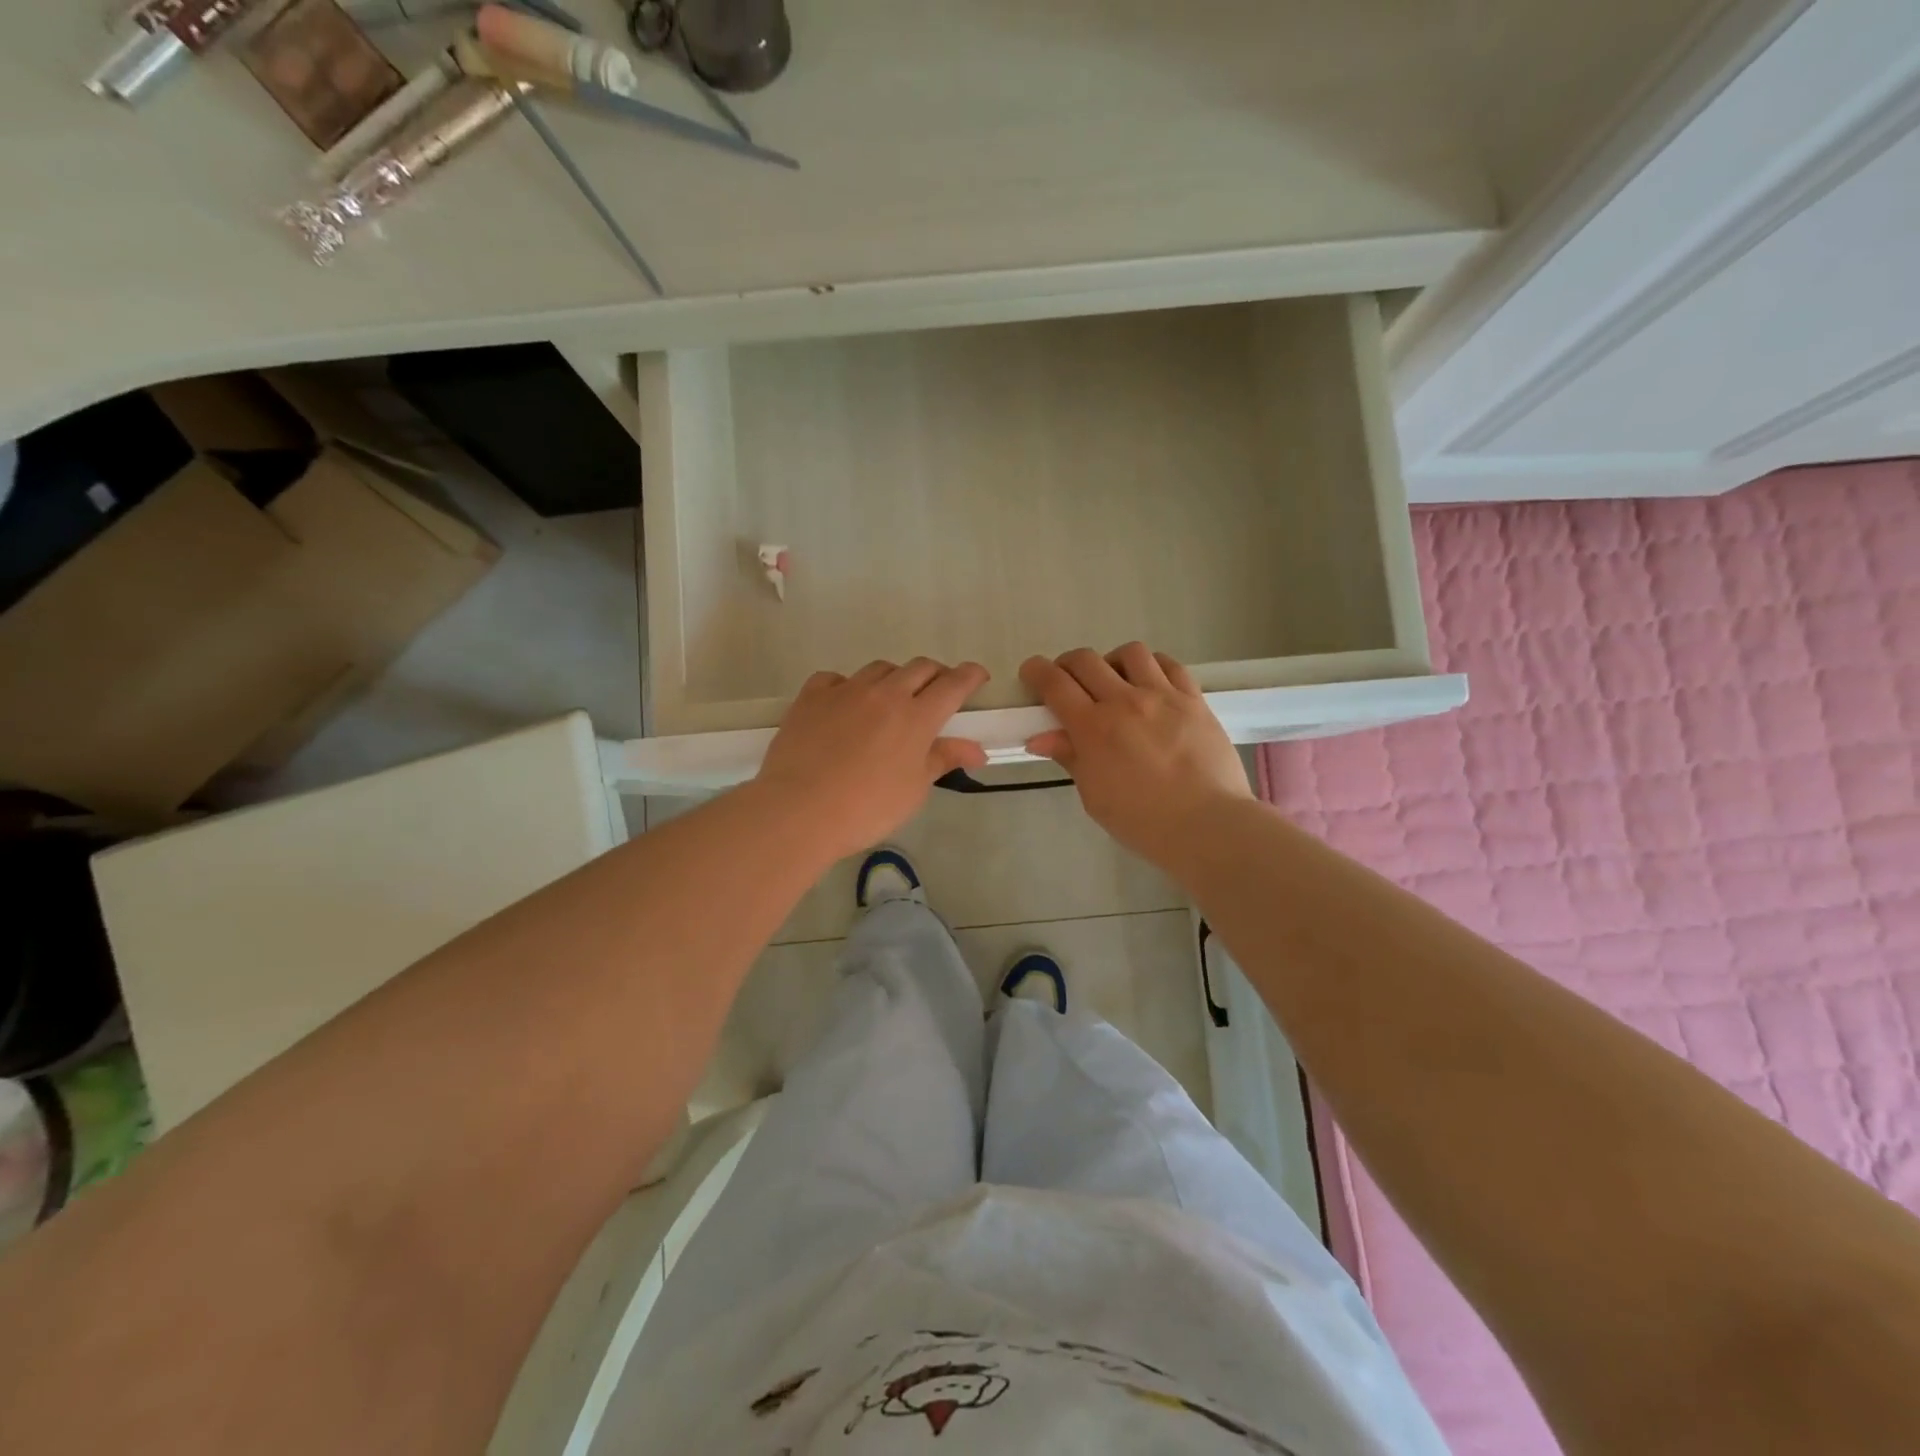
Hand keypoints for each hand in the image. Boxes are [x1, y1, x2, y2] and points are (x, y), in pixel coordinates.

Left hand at [755, 658, 989, 861]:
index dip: (970, 676)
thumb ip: (944, 760)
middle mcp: (884, 694)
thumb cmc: (866, 808)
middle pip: (920, 668)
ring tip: (892, 701)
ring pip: (880, 669)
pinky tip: (845, 705)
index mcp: (916, 717)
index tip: (978, 677)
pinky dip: (848, 686)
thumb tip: (977, 750)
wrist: (799, 810)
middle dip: (936, 675)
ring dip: (895, 678)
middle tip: (938, 693)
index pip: (953, 684)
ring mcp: (845, 691)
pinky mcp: (811, 697)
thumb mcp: (914, 789)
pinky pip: (836, 679)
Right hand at [1021, 643, 1251, 861]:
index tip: (1031, 673)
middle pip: (1085, 661)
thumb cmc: (1142, 821)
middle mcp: (1125, 701)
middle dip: (1067, 665)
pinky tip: (1150, 683)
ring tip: (1114, 681)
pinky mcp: (1194, 699)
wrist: (1207, 825)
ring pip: (1129, 653)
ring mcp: (1163, 696)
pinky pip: (1169, 665)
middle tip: (1067, 682)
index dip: (1036, 671)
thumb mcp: (1094, 796)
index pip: (1054, 684)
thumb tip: (1041, 737)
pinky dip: (1152, 666)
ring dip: (1112, 662)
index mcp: (1093, 728)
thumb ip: (1070, 758)